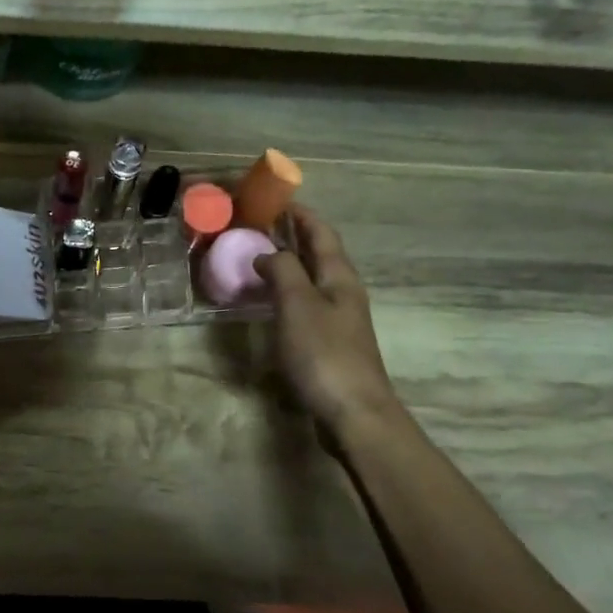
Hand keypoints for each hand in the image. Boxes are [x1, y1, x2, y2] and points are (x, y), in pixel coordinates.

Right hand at [254, 205, 399, 438]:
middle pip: (319, 255)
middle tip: (261, 226)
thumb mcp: (298, 305)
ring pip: (312, 281)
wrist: (353, 412)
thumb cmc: (324, 354)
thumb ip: (282, 272)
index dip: (302, 215)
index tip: (278, 199)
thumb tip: (267, 252)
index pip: (322, 234)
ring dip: (289, 265)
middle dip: (294, 237)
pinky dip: (287, 293)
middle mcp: (343, 293)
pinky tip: (270, 302)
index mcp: (340, 278)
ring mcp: (338, 320)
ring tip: (259, 258)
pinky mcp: (328, 345)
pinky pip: (305, 305)